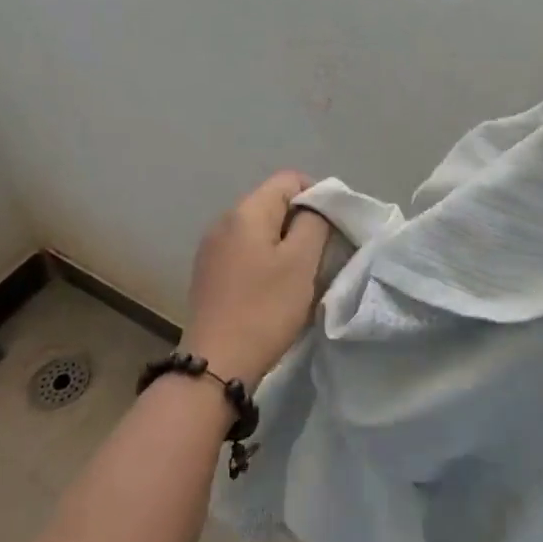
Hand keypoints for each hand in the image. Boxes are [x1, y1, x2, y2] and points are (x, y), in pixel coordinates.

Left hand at [183, 172, 331, 387]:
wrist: (217, 362)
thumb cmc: (265, 308)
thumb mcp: (301, 263)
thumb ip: (313, 224)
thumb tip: (314, 208)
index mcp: (246, 212)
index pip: (288, 179)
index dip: (317, 195)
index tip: (334, 226)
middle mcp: (223, 222)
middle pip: (272, 203)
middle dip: (302, 221)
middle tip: (322, 252)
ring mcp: (211, 249)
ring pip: (259, 230)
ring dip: (284, 244)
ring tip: (301, 273)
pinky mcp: (208, 274)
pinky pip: (245, 252)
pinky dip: (265, 261)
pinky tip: (274, 289)